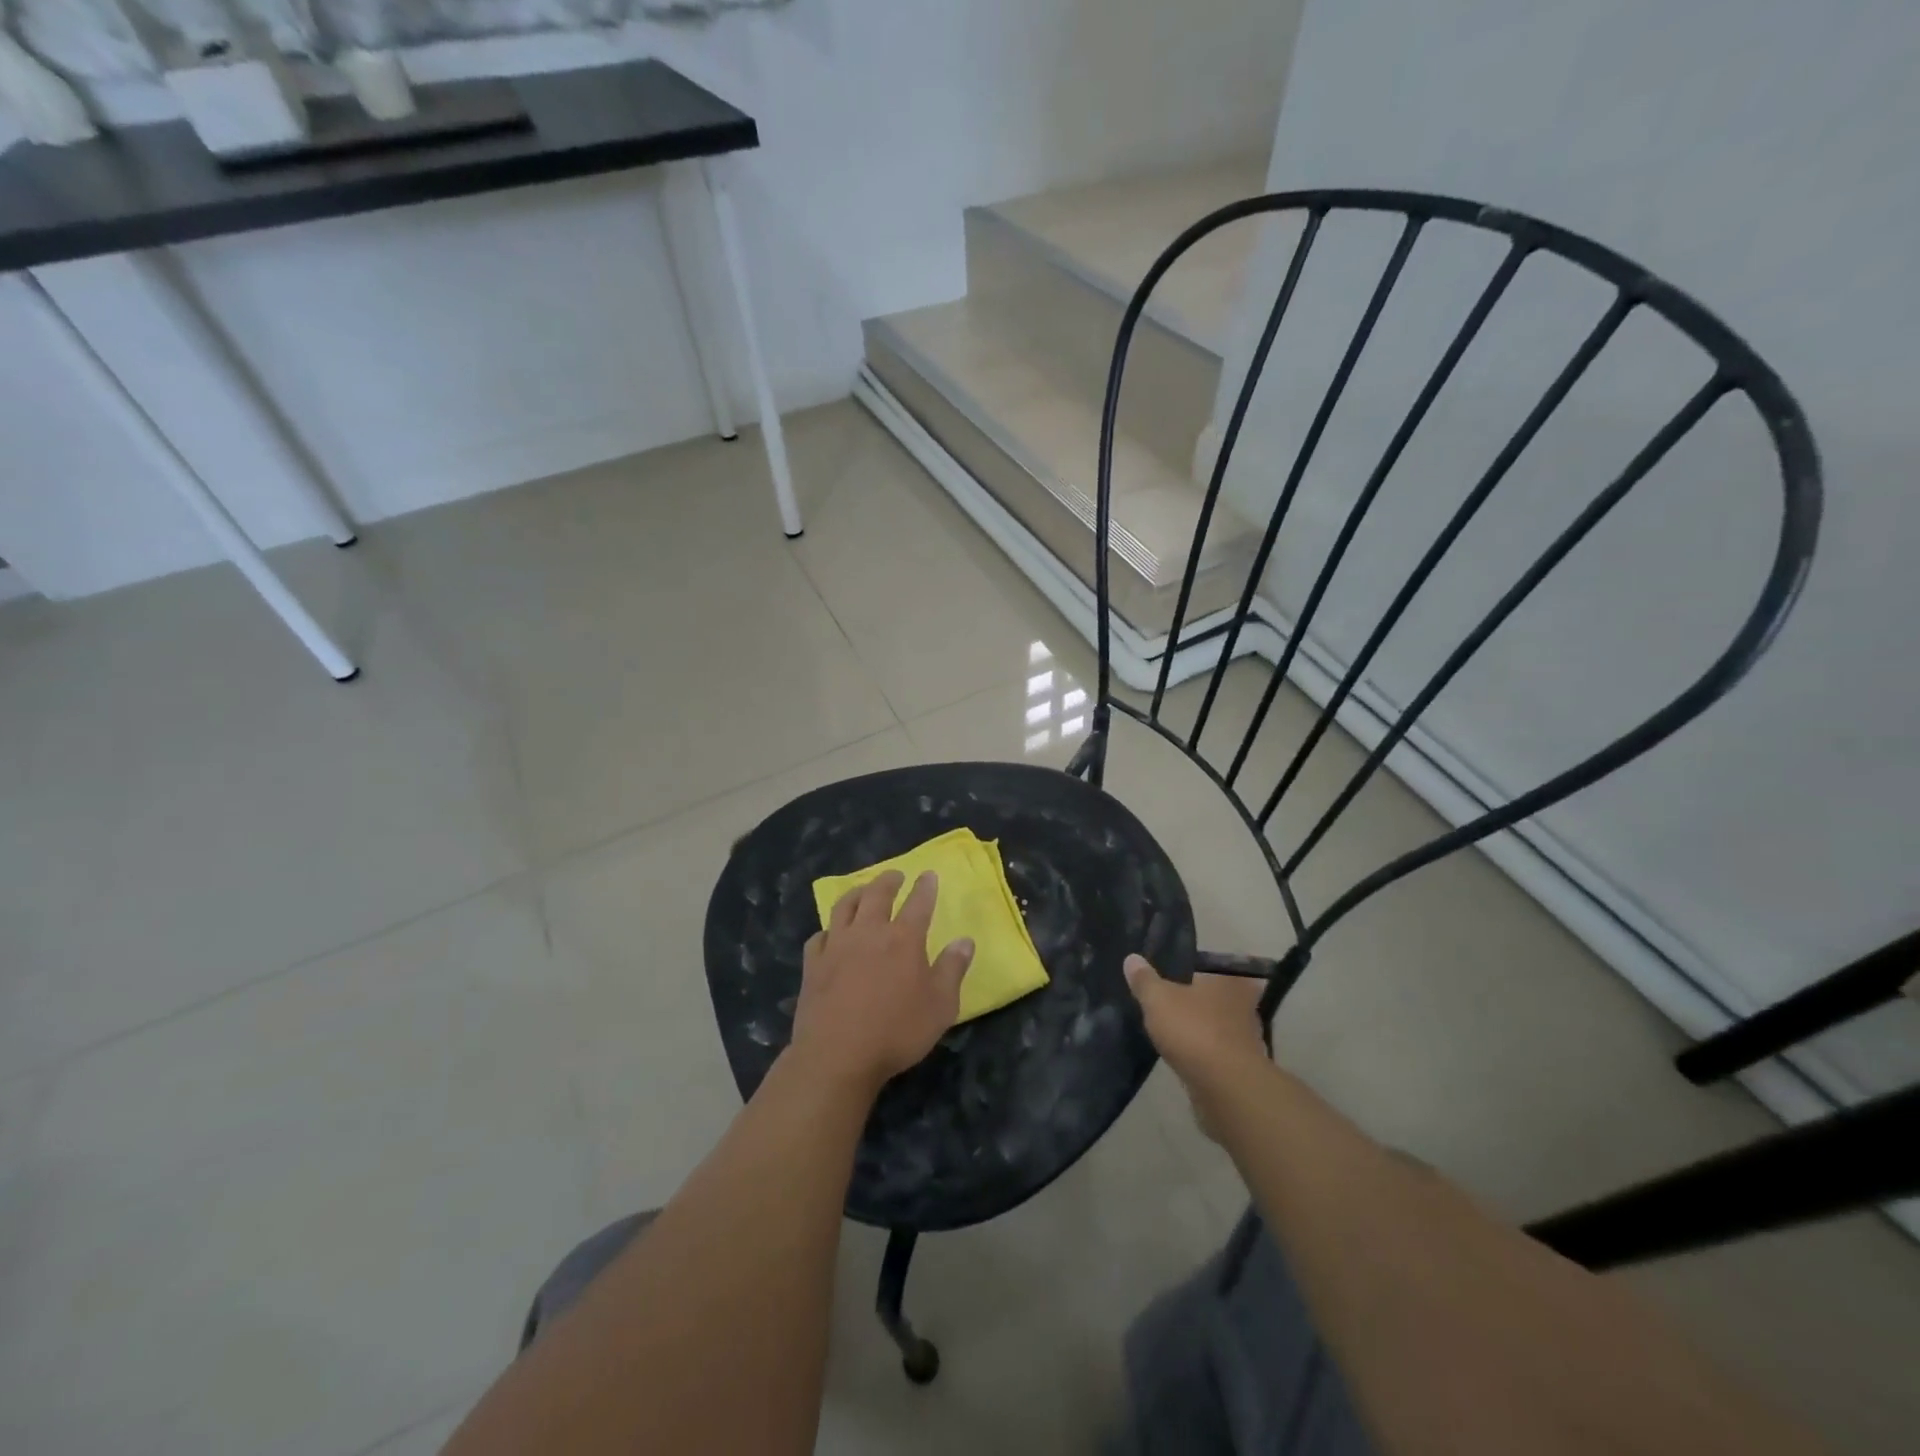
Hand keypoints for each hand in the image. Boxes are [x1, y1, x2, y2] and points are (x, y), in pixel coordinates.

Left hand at [787, 870, 973, 1096]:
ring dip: (856, 893)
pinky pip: (819, 937)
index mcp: (903, 939)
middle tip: (895, 875)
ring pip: (844, 907)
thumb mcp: (940, 1006)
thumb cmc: (897, 1032)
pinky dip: (828, 930)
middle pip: (877, 895)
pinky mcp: (813, 964)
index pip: (918, 903)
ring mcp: (837, 946)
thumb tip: (965, 941)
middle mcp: (869, 932)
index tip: (928, 874)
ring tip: (862, 890)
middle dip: (888, 881)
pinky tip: (830, 935)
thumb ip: (953, 970)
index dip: (925, 887)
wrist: (837, 1055)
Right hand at [1124, 954, 1267, 1139]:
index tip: (1178, 977)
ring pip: (1220, 1028)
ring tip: (1174, 1032)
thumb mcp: (1158, 999)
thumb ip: (1145, 980)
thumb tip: (1132, 958)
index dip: (1196, 972)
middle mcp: (1246, 1006)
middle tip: (1172, 1004)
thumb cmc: (1194, 1031)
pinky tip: (1184, 1058)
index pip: (1214, 968)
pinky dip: (1204, 1055)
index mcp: (1230, 981)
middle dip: (1200, 1002)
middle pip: (1219, 999)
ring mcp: (1249, 1041)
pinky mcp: (1243, 1071)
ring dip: (1202, 1031)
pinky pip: (1219, 1054)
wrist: (1225, 1090)